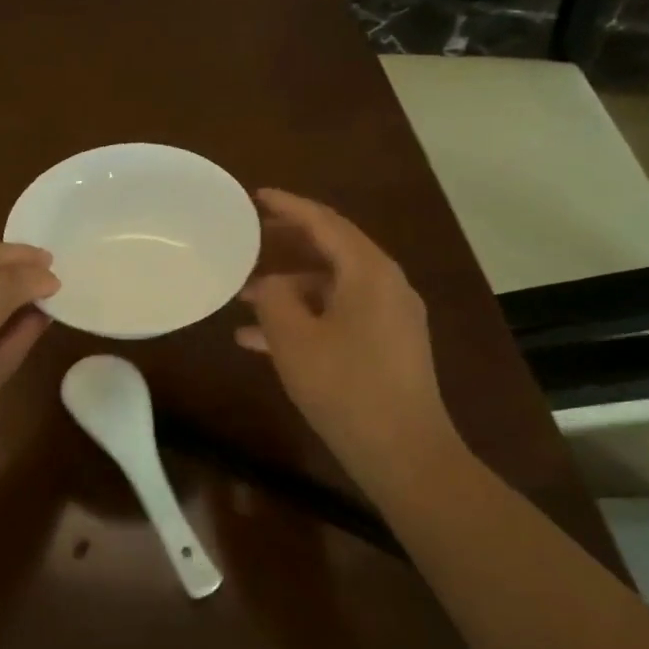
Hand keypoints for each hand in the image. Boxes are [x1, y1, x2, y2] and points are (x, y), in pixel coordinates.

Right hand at [236, 190, 467, 506]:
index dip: (288, 206)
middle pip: (331, 250)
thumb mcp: (294, 339)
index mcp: (369, 271)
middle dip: (287, 245)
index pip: (324, 222)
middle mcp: (386, 285)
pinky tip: (263, 343)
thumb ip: (274, 299)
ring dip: (289, 290)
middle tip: (251, 237)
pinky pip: (340, 317)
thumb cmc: (345, 387)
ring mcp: (391, 317)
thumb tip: (270, 284)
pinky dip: (306, 320)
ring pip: (331, 288)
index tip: (256, 196)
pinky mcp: (388, 346)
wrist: (404, 453)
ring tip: (244, 299)